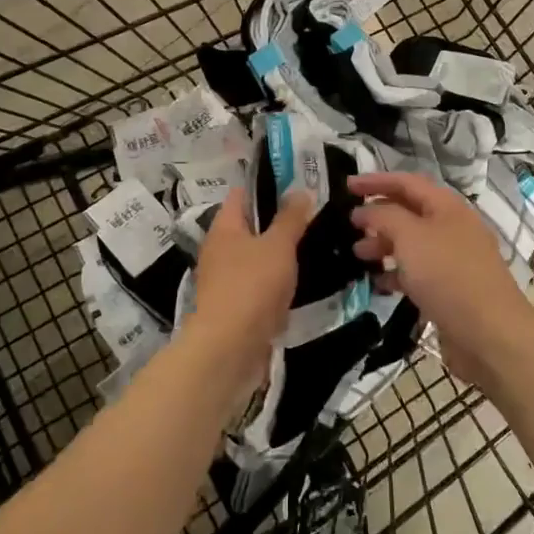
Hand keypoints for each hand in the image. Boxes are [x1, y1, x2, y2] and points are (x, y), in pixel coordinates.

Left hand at [188, 187, 314, 384]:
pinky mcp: (235, 307)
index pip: (242, 194)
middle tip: (314, 217)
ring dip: (280, 255)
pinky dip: (277, 283)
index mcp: (224, 227)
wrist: (229, 348)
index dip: (267, 186)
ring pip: (257, 257)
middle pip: (250, 226)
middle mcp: (219, 249)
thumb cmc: (252, 286)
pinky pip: (259, 285)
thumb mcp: (278, 245)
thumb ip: (291, 218)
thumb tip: (301, 191)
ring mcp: (225, 280)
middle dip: (278, 222)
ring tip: (314, 248)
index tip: (298, 185)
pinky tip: (301, 284)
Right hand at [348, 171, 533, 388]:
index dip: (375, 181)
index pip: (407, 182)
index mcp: (447, 207)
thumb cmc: (448, 276)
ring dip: (384, 245)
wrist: (490, 335)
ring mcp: (454, 260)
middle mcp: (452, 228)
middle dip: (378, 215)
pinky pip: (418, 273)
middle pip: (409, 212)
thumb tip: (366, 211)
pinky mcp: (451, 290)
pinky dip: (397, 273)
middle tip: (349, 225)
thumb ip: (383, 216)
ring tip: (358, 254)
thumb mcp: (410, 237)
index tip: (346, 186)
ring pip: (412, 244)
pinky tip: (379, 283)